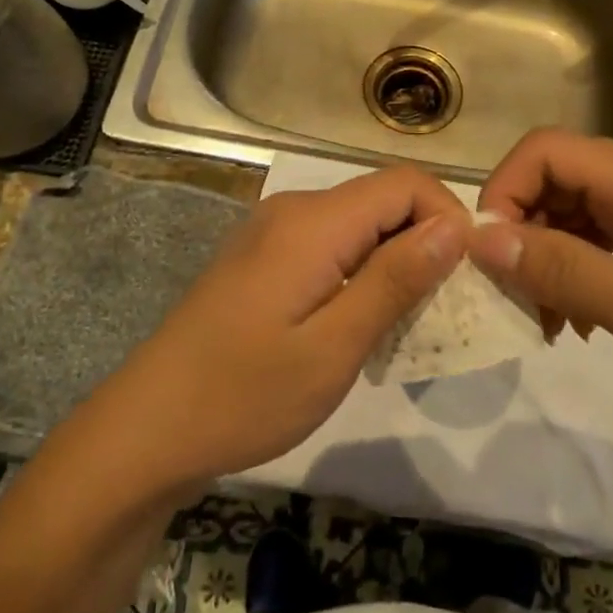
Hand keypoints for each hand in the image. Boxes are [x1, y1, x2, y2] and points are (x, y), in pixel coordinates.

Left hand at [95, 166, 468, 487]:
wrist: (148, 429)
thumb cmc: (244, 395)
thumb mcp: (333, 347)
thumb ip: (395, 280)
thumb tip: (454, 227)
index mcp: (313, 221)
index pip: (405, 183)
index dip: (447, 218)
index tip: (464, 279)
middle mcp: (294, 209)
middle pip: (382, 199)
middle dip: (425, 243)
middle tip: (441, 311)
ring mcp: (273, 231)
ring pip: (359, 224)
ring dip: (394, 262)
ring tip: (405, 325)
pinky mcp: (263, 257)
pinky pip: (331, 244)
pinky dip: (361, 272)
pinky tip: (359, 323)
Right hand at [469, 129, 612, 436]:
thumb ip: (564, 270)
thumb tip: (480, 237)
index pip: (544, 150)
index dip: (502, 192)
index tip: (490, 259)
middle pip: (559, 176)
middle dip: (525, 231)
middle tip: (521, 301)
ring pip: (580, 205)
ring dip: (552, 254)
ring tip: (553, 321)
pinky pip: (610, 230)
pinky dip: (584, 264)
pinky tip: (588, 317)